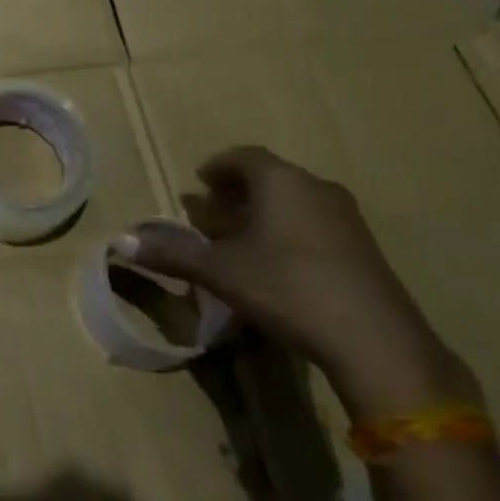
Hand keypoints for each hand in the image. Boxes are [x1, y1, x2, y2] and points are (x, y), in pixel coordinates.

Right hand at [119, 146, 477, 419]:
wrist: (377, 343)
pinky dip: (288, 232)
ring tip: (238, 239)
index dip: (217, 167)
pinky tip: (275, 264)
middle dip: (236, 193)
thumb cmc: (288, 289)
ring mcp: (347, 220)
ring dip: (263, 214)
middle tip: (211, 212)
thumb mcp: (220, 272)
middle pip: (270, 178)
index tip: (198, 182)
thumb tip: (122, 241)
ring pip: (294, 203)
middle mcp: (316, 189)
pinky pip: (315, 224)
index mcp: (282, 182)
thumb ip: (172, 253)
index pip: (244, 157)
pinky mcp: (364, 251)